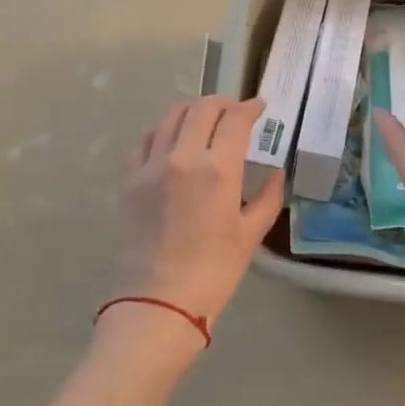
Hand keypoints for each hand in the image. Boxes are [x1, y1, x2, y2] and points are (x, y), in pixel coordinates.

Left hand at [109, 97, 283, 349]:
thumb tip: (275, 171)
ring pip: (170, 117)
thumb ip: (268, 196)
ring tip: (204, 122)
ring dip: (192, 112)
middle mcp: (182, 157)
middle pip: (202, 109)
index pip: (235, 120)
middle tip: (235, 113)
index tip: (260, 108)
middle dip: (223, 104)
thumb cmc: (214, 272)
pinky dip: (160, 131)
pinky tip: (169, 141)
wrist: (159, 301)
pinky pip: (143, 140)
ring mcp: (150, 166)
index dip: (250, 108)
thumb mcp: (251, 234)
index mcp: (218, 169)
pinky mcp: (128, 179)